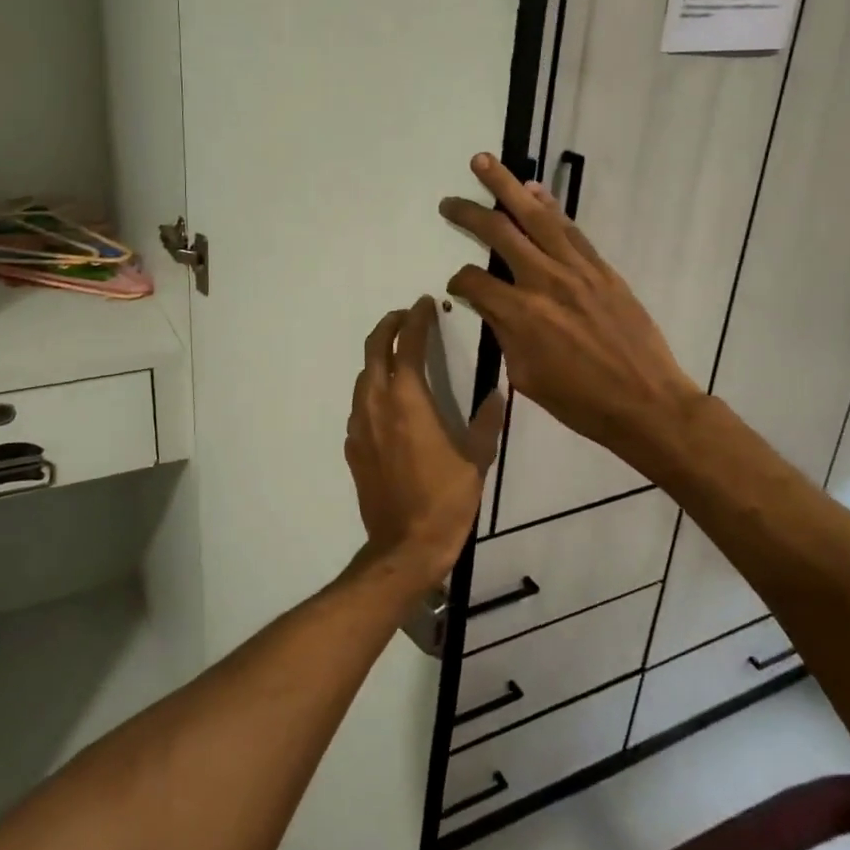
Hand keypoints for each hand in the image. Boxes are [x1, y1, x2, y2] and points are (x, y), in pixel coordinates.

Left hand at [344, 297, 506, 596]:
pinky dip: (372, 389)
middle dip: (389, 326)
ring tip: (398, 353)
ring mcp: (359, 425)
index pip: (409, 344)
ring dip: (378, 357)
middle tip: (406, 317)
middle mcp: (377, 404)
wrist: (404, 546)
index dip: (417, 320)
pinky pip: (359, 405)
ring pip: (363, 376)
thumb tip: (497, 394)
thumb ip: (486, 422)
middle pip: (374, 350)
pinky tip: (387, 401)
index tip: (425, 303)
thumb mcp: (477, 460)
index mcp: (408, 400)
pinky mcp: (352, 446)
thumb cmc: (445, 500)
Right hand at [441, 153, 700, 468]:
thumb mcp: (526, 377)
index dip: (458, 281)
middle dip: (468, 213)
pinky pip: (569, 229)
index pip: (474, 281)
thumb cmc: (581, 402)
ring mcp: (577, 269)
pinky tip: (534, 190)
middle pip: (498, 233)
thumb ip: (504, 334)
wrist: (647, 402)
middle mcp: (545, 281)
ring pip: (535, 216)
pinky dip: (549, 206)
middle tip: (448, 201)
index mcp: (521, 314)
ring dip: (507, 186)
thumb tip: (492, 306)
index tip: (455, 287)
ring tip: (485, 162)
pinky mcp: (601, 268)